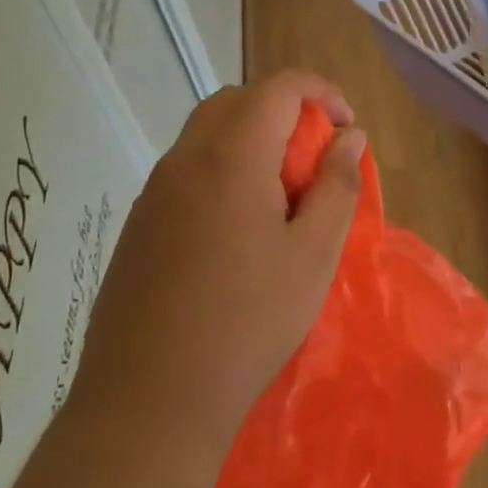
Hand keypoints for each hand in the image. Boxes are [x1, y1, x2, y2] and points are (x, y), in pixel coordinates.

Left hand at [73, 70, 365, 459]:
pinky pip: (186, 169)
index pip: (279, 87)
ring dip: (251, 139)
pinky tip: (239, 228)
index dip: (321, 92)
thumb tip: (349, 136)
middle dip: (284, 111)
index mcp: (231, 156)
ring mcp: (154, 191)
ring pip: (207, 133)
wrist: (148, 400)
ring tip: (282, 194)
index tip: (347, 127)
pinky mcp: (139, 223)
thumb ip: (337, 185)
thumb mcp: (313, 254)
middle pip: (238, 100)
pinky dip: (222, 169)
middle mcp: (185, 159)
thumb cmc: (247, 322)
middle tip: (314, 157)